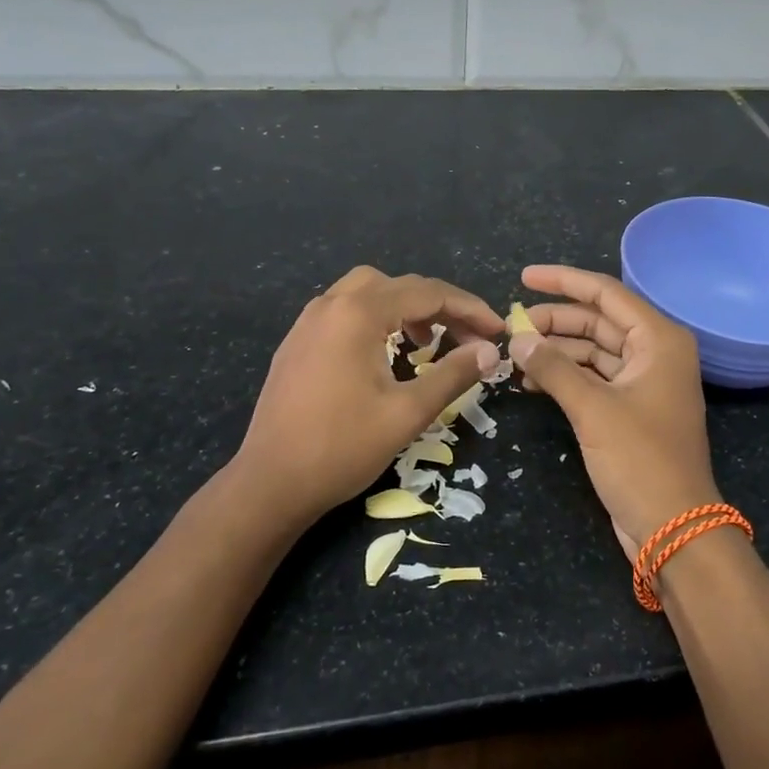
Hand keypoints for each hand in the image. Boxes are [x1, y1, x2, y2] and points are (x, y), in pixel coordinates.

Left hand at [230, 267, 502, 530]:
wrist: (270, 484)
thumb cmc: (342, 448)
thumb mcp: (407, 413)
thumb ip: (453, 375)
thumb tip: (489, 351)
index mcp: (358, 313)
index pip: (428, 293)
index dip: (470, 309)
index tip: (498, 331)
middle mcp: (331, 304)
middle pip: (398, 284)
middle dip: (440, 305)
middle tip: (469, 337)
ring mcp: (308, 322)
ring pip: (368, 292)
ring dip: (406, 308)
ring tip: (429, 342)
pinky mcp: (297, 342)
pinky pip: (345, 311)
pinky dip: (377, 318)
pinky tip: (386, 353)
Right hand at [508, 264, 719, 562]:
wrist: (674, 527)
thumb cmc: (641, 460)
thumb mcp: (593, 410)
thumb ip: (554, 369)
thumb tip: (517, 339)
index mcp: (658, 339)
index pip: (606, 293)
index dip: (563, 282)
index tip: (524, 277)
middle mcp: (654, 353)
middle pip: (598, 321)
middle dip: (555, 321)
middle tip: (511, 326)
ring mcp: (643, 382)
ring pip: (593, 351)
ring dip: (556, 351)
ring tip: (514, 356)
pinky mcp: (630, 409)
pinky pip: (593, 378)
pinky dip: (565, 376)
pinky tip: (532, 381)